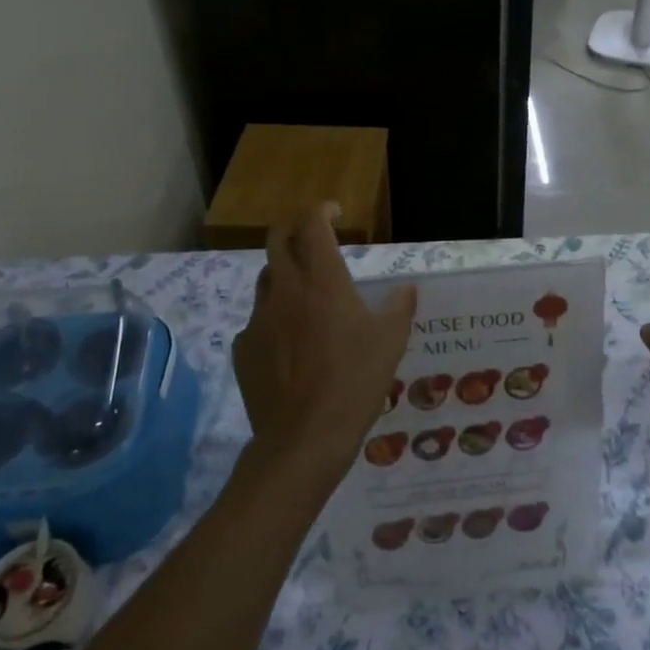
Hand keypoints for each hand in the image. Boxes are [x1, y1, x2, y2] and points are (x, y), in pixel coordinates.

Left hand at [232, 204, 416, 485]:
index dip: (321, 210)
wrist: (303, 439)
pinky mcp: (243, 348)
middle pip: (277, 239)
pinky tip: (290, 343)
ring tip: (304, 292)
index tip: (334, 212)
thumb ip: (399, 308)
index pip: (312, 224)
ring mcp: (258, 319)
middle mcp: (285, 290)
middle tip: (312, 237)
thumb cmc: (354, 382)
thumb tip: (407, 289)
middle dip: (294, 229)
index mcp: (322, 280)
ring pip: (266, 279)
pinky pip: (258, 321)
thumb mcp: (390, 343)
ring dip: (284, 274)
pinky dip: (274, 318)